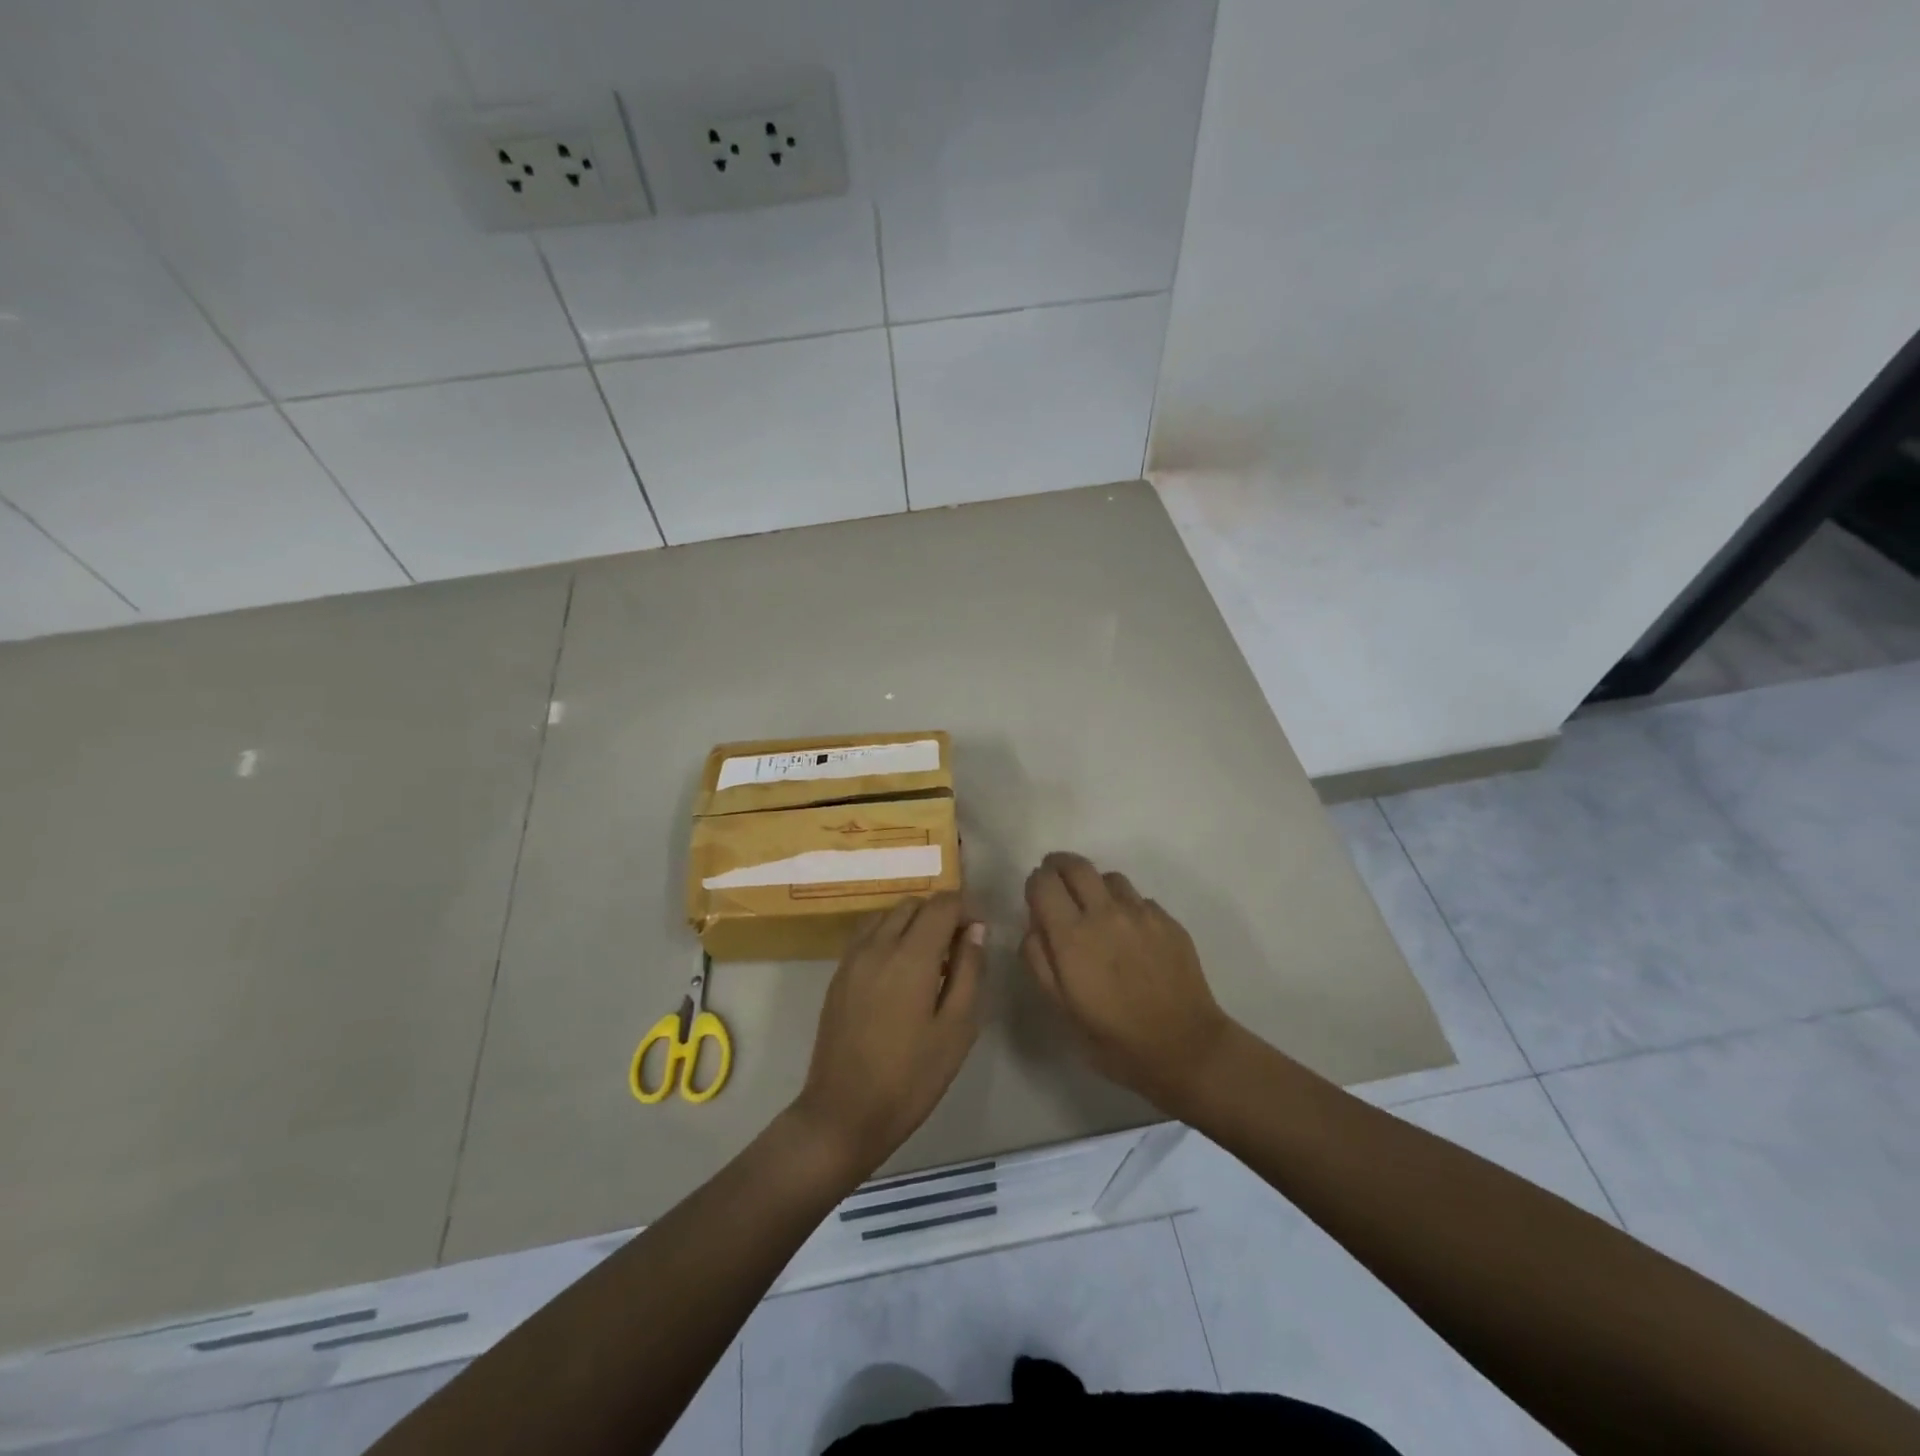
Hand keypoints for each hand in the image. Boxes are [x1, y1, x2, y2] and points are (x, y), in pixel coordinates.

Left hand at [792, 892, 985, 1177]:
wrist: (844, 1113)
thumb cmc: (911, 1077)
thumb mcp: (956, 1028)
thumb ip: (969, 970)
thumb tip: (975, 929)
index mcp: (911, 956)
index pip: (942, 904)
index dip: (965, 909)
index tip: (978, 933)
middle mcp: (878, 945)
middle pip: (913, 904)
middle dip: (939, 914)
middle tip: (957, 949)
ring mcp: (852, 958)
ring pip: (888, 916)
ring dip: (913, 923)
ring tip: (929, 960)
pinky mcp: (838, 974)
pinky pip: (868, 935)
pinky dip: (889, 935)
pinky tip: (900, 971)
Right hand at [1023, 852, 1233, 1115]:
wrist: (1186, 1048)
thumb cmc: (1115, 1039)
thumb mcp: (1062, 1009)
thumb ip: (1039, 961)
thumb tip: (1034, 927)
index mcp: (1072, 937)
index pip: (1044, 882)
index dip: (1035, 883)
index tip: (1036, 897)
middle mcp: (1105, 913)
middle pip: (1076, 865)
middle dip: (1059, 866)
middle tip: (1056, 882)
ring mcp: (1141, 913)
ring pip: (1109, 877)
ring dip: (1094, 886)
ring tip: (1095, 909)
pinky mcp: (1168, 920)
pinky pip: (1138, 899)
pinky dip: (1125, 906)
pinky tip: (1129, 934)